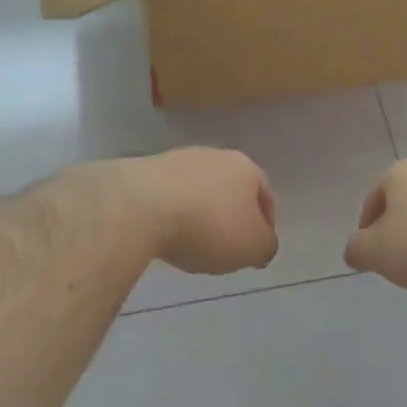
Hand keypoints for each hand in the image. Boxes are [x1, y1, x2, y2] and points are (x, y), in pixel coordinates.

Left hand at [119, 148, 277, 274]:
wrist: (140, 207)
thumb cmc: (209, 226)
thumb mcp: (253, 247)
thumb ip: (265, 246)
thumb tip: (262, 245)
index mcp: (246, 168)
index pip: (265, 196)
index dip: (265, 225)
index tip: (257, 251)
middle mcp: (214, 155)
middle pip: (229, 191)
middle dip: (230, 218)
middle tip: (226, 248)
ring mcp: (176, 160)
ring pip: (197, 192)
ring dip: (198, 216)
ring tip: (191, 245)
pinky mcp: (144, 171)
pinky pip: (167, 198)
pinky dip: (170, 216)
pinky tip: (164, 236)